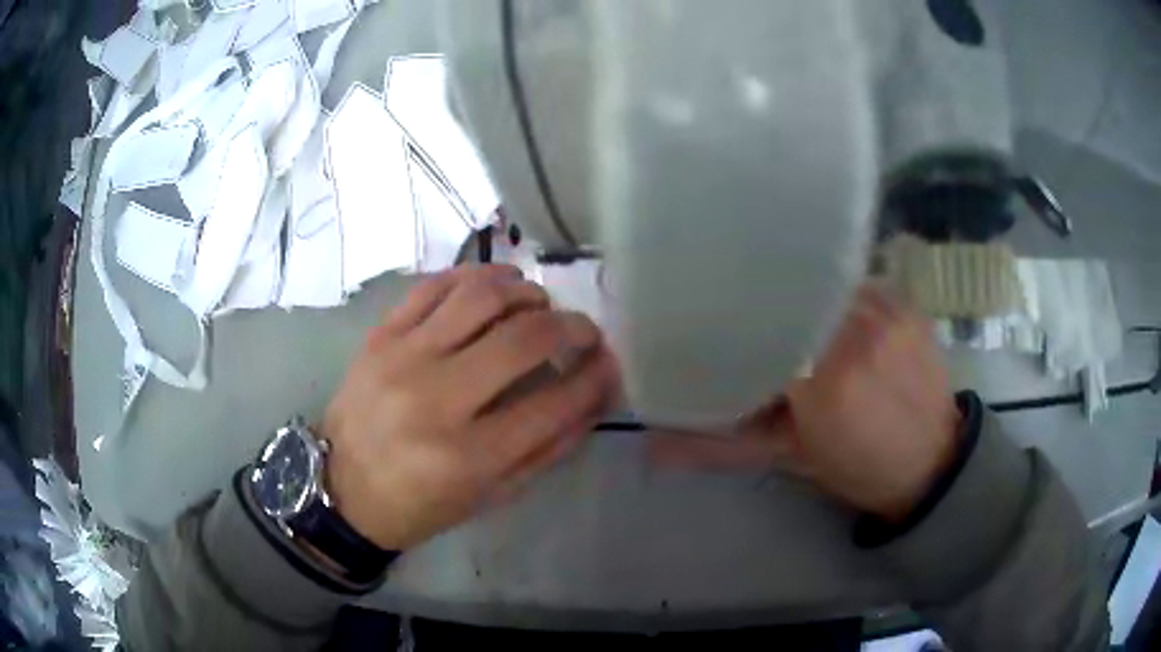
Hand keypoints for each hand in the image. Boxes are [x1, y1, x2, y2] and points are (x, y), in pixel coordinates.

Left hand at [322, 265, 619, 549]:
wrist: (341, 487)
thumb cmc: (420, 504)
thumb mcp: (492, 495)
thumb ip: (548, 447)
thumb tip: (593, 396)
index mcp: (469, 456)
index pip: (553, 402)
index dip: (594, 378)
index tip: (609, 363)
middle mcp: (437, 399)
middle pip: (523, 338)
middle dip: (571, 326)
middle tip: (582, 330)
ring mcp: (403, 358)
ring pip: (481, 296)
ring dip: (525, 292)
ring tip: (539, 304)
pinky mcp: (380, 336)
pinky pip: (435, 286)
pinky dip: (475, 277)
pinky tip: (495, 287)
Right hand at [649, 284, 960, 521]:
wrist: (932, 462)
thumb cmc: (858, 468)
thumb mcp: (788, 457)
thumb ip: (719, 446)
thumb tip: (651, 449)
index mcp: (823, 381)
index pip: (757, 324)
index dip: (729, 317)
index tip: (707, 315)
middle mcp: (856, 333)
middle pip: (789, 294)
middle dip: (763, 302)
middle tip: (742, 308)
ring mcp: (887, 312)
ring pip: (822, 283)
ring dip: (801, 296)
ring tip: (787, 309)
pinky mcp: (906, 304)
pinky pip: (855, 283)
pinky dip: (834, 294)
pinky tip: (828, 310)